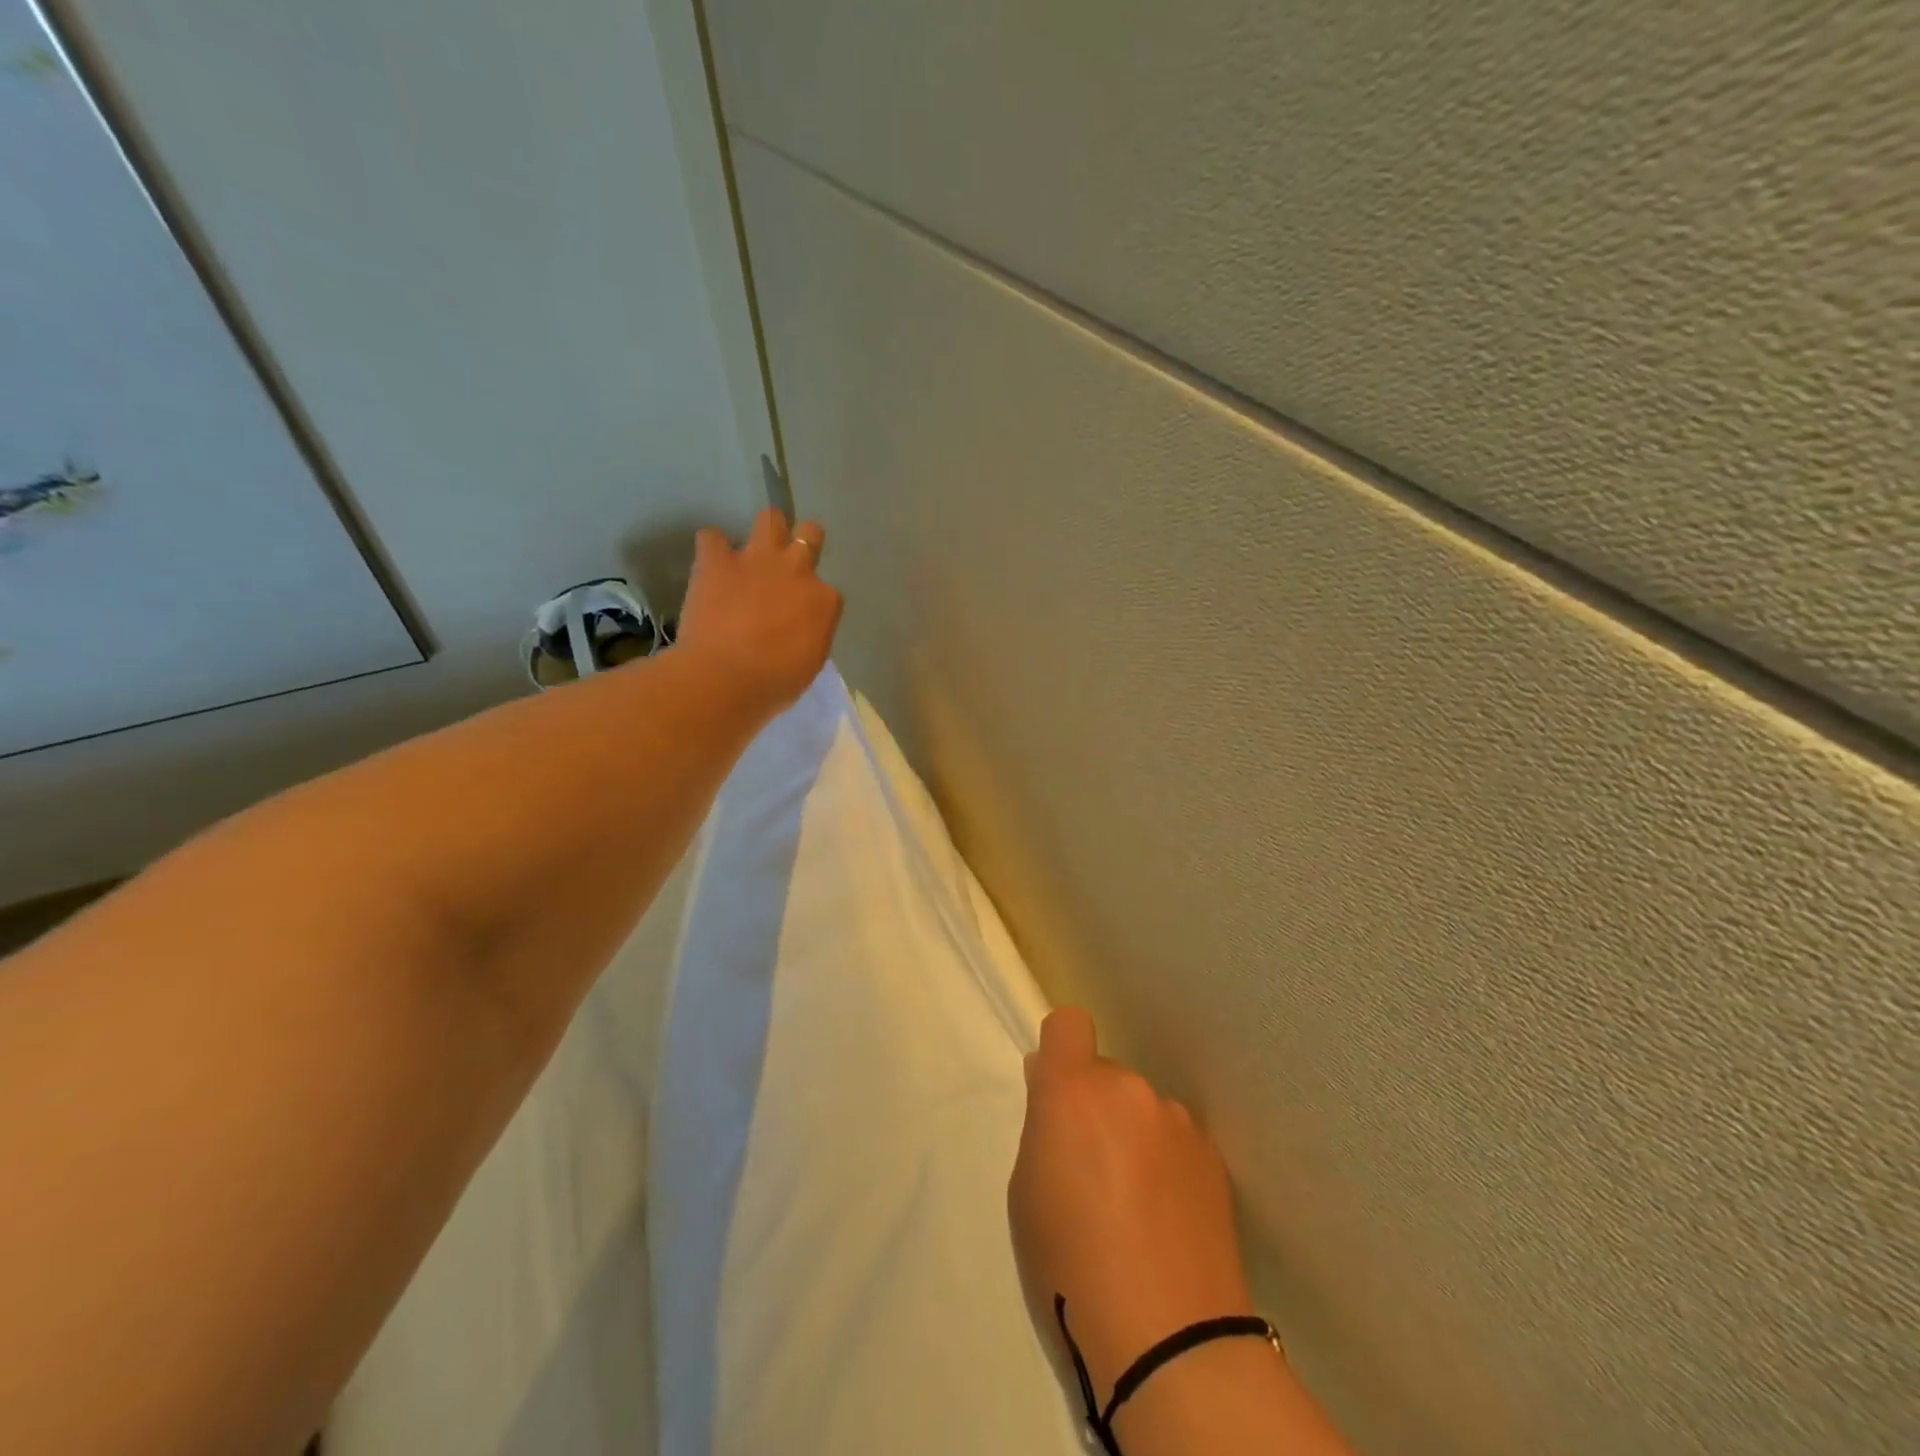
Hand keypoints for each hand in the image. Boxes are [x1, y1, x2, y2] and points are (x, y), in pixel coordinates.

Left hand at [677, 508, 842, 714]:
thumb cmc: (774, 682)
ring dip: (766, 529)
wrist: (726, 678)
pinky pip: (712, 538)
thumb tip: (799, 628)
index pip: (826, 591)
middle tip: (789, 562)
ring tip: (755, 548)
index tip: (800, 617)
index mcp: (824, 600)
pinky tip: (711, 563)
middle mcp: (797, 570)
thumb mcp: (809, 663)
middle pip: (810, 535)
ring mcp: (756, 560)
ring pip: (770, 518)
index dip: (812, 601)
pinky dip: (712, 548)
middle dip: (803, 542)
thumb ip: (809, 635)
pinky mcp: (717, 561)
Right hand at [1008, 1008, 1255, 1401]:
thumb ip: (1042, 1127)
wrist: (1169, 1338)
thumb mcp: (1026, 1192)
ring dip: (1133, 1136)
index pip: (1068, 1023)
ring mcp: (1177, 1121)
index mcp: (1074, 1091)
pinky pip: (1175, 1141)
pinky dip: (1166, 1164)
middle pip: (1106, 1076)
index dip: (1061, 1048)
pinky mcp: (1212, 1157)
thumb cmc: (1070, 1264)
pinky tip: (1167, 1220)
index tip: (1057, 1091)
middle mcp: (1130, 1089)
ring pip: (1142, 1110)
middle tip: (1091, 1172)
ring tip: (1135, 1206)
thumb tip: (1055, 1089)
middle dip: (1095, 1108)